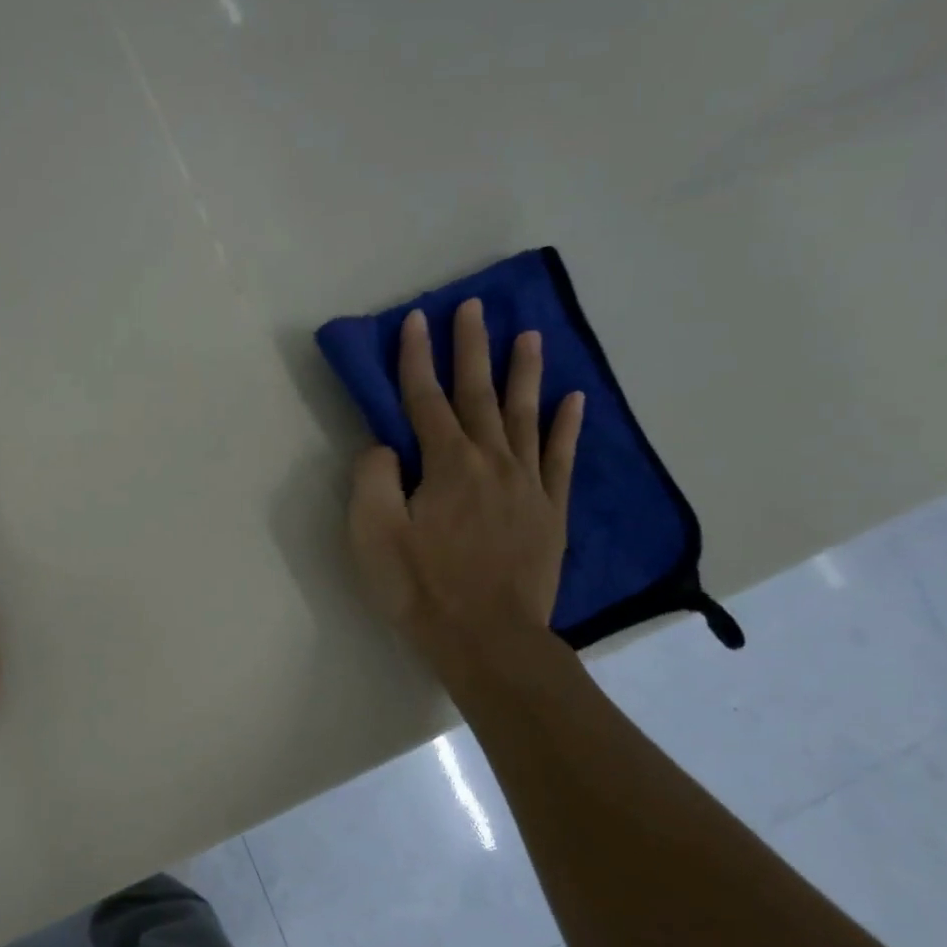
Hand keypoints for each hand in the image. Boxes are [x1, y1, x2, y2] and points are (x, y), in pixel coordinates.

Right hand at [349, 301, 584, 673]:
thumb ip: (372, 480)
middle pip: (478, 394)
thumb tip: (384, 446)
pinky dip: (567, 426)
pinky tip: (574, 400)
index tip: (416, 319)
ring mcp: (527, 484)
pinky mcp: (551, 510)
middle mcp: (490, 461)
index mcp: (445, 464)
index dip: (417, 357)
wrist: (489, 640)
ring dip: (525, 372)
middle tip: (475, 306)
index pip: (424, 399)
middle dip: (472, 347)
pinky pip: (561, 458)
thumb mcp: (373, 535)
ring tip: (529, 335)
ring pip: (526, 415)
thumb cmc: (422, 588)